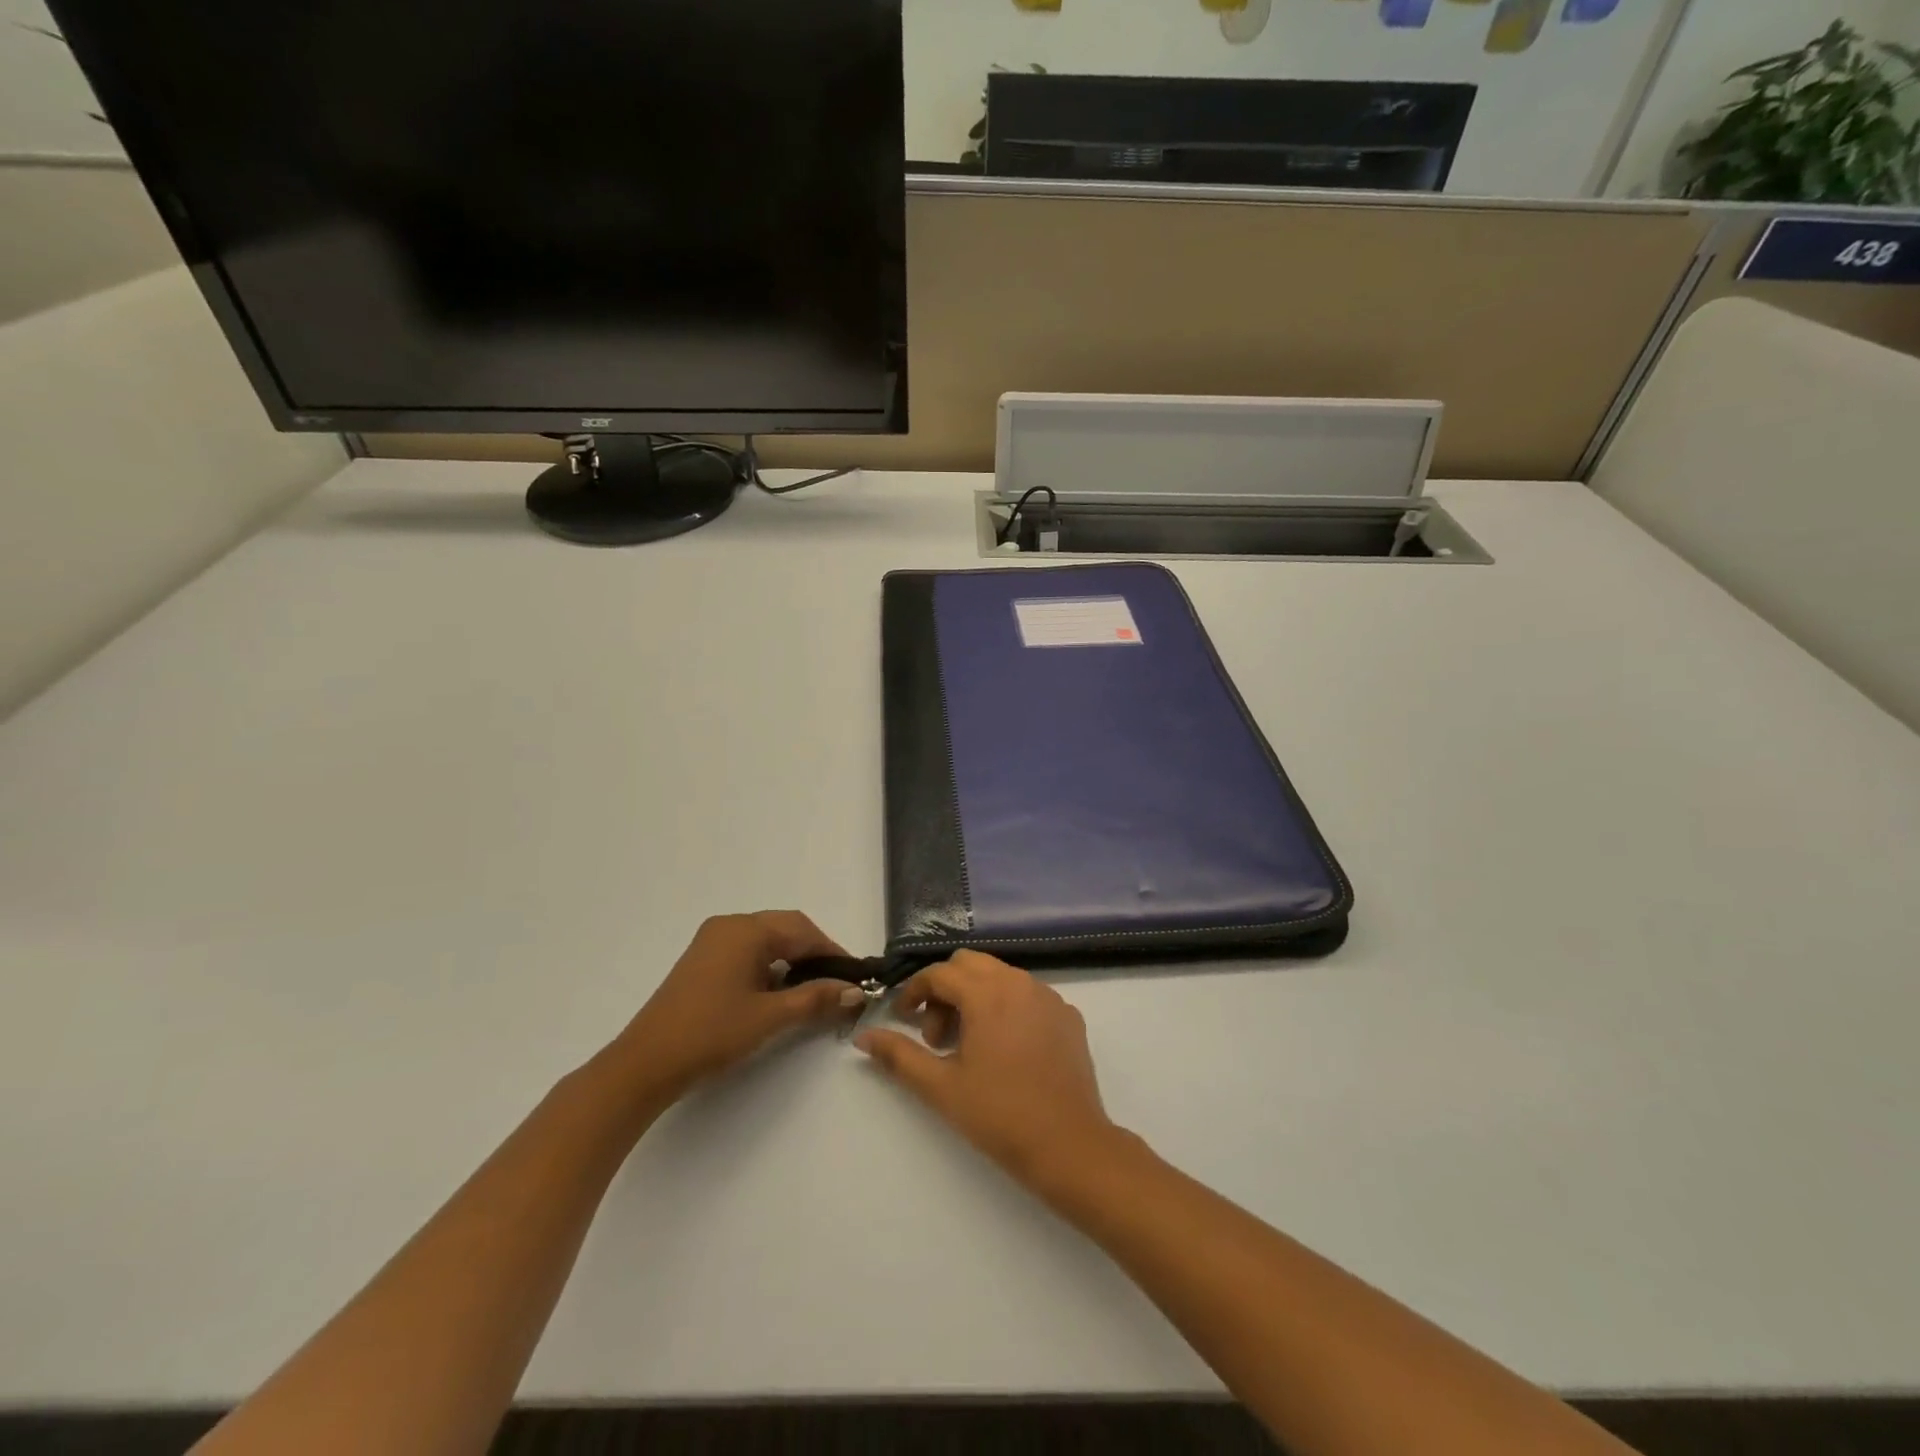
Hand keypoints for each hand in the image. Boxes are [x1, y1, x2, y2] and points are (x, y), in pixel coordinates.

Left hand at [610, 912, 859, 1108]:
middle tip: (838, 985)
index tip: (855, 977)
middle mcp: (729, 926)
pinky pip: (748, 954)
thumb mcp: (770, 1016)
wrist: (645, 1065)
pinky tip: (780, 994)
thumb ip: (815, 998)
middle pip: (785, 930)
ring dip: (793, 962)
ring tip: (814, 992)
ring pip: (767, 943)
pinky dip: (770, 969)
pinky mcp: (703, 963)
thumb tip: (855, 991)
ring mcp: (712, 943)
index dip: (832, 952)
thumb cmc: (711, 1033)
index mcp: (745, 930)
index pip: (802, 929)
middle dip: (815, 955)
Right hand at [855, 951, 1117, 1187]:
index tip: (903, 1020)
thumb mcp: (940, 1087)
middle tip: (936, 1037)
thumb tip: (864, 1036)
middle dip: (945, 991)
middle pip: (970, 964)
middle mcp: (1020, 983)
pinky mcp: (1068, 1016)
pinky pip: (1028, 995)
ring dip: (975, 997)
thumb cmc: (999, 1115)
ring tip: (968, 1046)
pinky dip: (1007, 1008)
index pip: (940, 973)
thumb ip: (899, 1055)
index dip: (914, 992)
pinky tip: (1005, 1051)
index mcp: (988, 993)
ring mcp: (1050, 997)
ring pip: (1000, 977)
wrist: (1070, 1147)